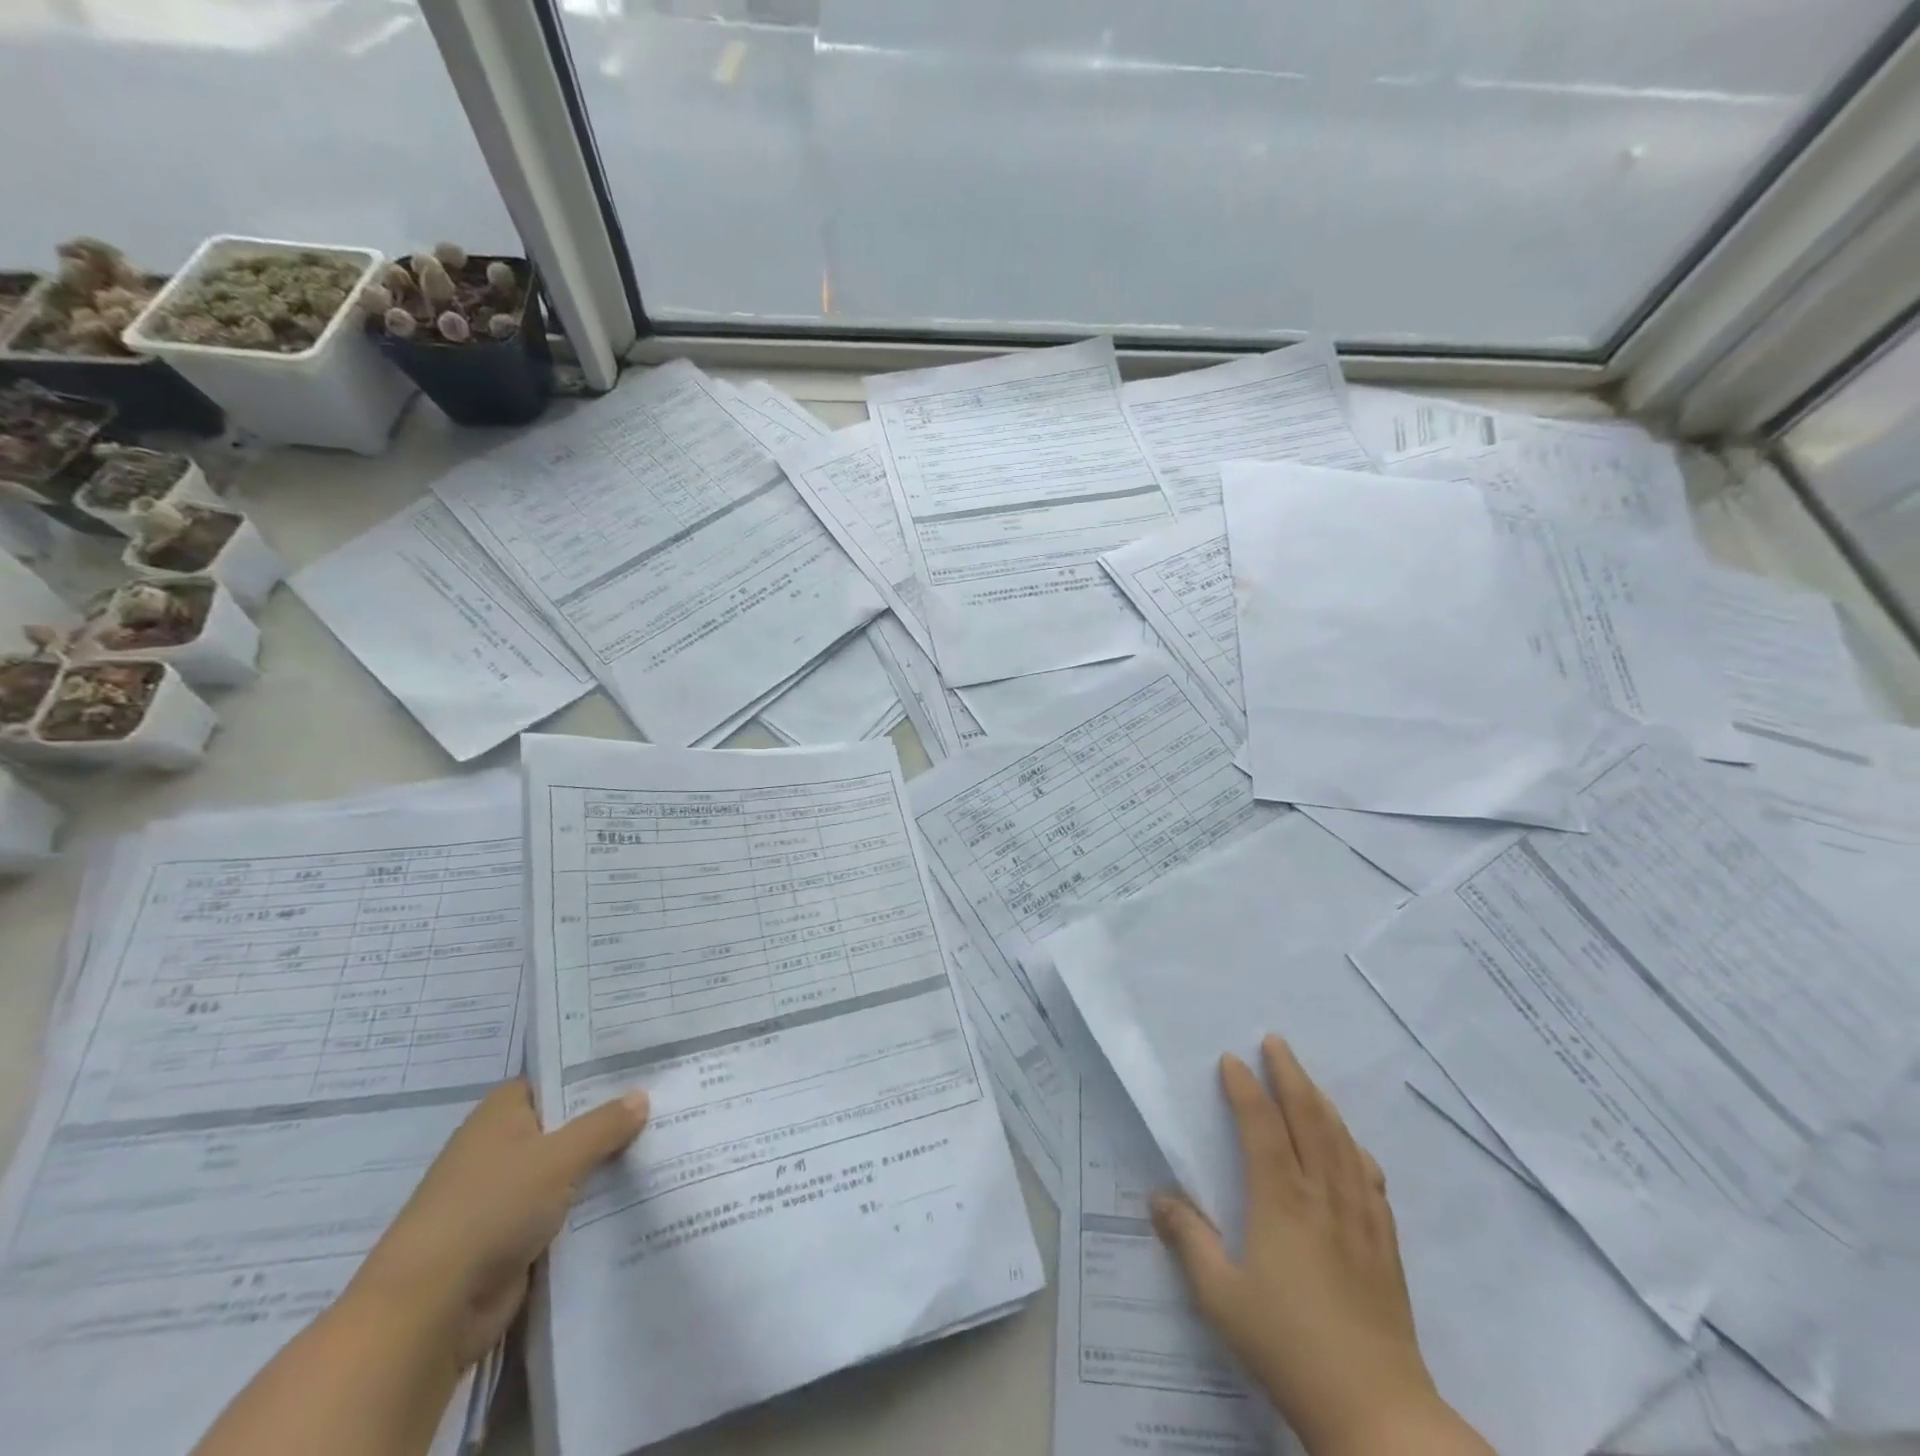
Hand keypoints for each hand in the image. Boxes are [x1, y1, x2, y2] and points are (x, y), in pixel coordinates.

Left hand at [349, 1078, 648, 1369]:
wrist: (429, 1309)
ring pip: (569, 1168)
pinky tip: (639, 1194)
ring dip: (605, 1165)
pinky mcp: (514, 1236)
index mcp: (503, 1112)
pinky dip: (593, 1205)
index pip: (558, 1076)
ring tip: (666, 1144)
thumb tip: (642, 1095)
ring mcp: (507, 1193)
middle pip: (567, 1122)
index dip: (597, 1071)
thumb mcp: (559, 1157)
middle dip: (611, 1119)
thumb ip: (604, 1125)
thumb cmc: (490, 1208)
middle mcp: (502, 1145)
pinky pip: (564, 1209)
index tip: (643, 1066)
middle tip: (668, 1101)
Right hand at [1151, 1037, 1481, 1455]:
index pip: (1261, 1126)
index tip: (1231, 1060)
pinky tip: (1353, 1148)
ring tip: (1307, 1081)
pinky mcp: (1385, 1245)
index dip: (1245, 1088)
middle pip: (1309, 1119)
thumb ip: (1188, 1241)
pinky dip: (1356, 1149)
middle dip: (1291, 1075)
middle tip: (1276, 1043)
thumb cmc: (1287, 1346)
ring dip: (1323, 1102)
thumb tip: (1157, 1198)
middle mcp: (1322, 1196)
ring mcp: (1360, 1218)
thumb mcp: (1220, 1297)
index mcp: (1280, 1201)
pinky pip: (1371, 1179)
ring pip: (1342, 1142)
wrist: (1376, 1411)